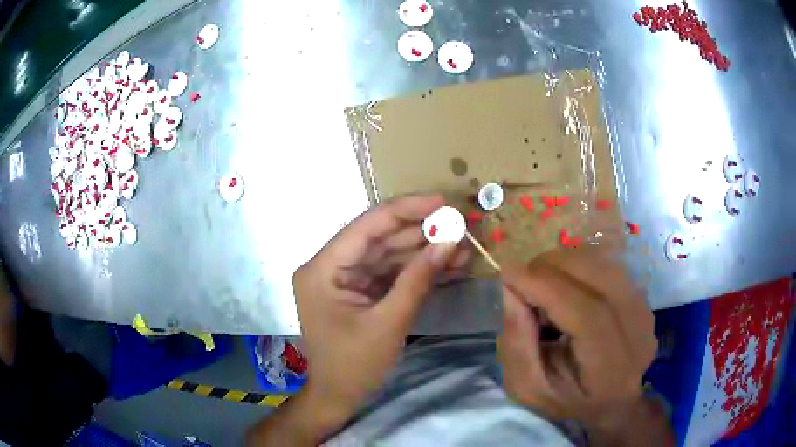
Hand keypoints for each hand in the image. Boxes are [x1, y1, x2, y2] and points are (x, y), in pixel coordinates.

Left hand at [292, 194, 467, 423]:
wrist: (338, 397)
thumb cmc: (354, 366)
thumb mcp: (389, 323)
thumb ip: (418, 279)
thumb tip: (450, 241)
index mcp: (322, 269)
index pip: (366, 226)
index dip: (405, 210)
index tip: (441, 201)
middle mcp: (329, 266)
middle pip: (379, 237)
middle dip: (420, 232)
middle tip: (458, 224)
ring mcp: (344, 277)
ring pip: (388, 254)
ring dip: (424, 251)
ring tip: (462, 246)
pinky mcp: (359, 289)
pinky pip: (390, 272)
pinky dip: (417, 269)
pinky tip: (447, 265)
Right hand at [498, 247, 659, 437]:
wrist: (612, 398)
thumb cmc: (568, 400)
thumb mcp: (529, 387)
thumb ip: (517, 344)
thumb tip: (512, 288)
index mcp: (609, 368)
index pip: (586, 314)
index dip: (547, 287)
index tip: (508, 274)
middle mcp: (636, 331)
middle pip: (597, 278)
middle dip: (551, 268)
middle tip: (523, 280)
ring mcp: (644, 308)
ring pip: (602, 263)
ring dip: (564, 264)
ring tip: (543, 287)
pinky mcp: (642, 295)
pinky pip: (606, 264)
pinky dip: (578, 266)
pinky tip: (566, 286)